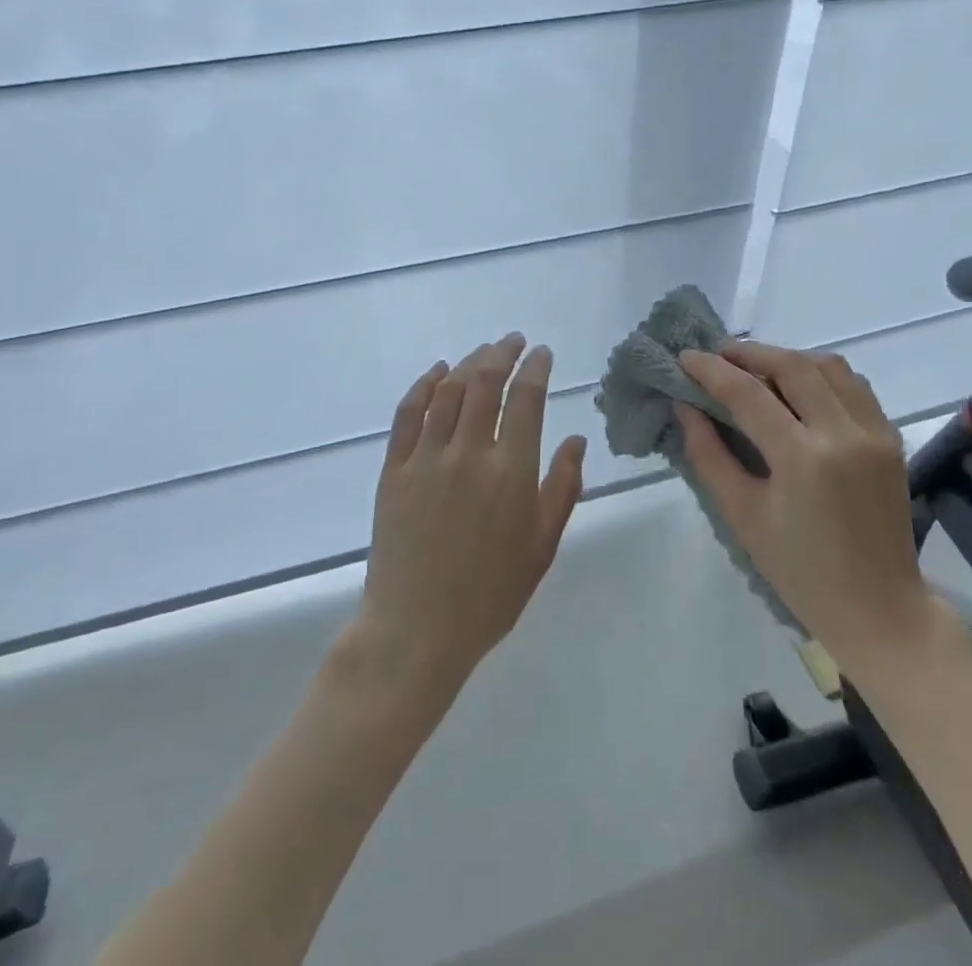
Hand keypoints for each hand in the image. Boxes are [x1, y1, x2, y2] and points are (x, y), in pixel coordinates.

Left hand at [355, 334, 586, 694]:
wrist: (415, 630)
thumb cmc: (489, 596)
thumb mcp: (541, 548)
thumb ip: (562, 488)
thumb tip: (577, 439)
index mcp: (511, 473)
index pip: (526, 399)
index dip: (535, 368)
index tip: (542, 353)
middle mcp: (469, 454)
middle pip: (485, 382)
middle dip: (503, 353)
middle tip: (514, 341)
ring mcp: (426, 458)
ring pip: (448, 390)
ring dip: (468, 362)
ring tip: (483, 352)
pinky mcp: (394, 468)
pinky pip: (408, 413)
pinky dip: (424, 385)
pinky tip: (437, 372)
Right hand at [676, 342, 929, 669]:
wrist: (879, 609)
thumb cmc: (799, 570)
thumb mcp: (741, 515)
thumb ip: (708, 454)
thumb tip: (684, 406)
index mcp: (803, 458)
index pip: (748, 393)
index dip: (711, 369)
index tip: (685, 356)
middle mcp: (844, 433)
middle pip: (792, 365)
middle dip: (749, 352)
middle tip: (717, 355)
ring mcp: (875, 433)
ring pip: (829, 366)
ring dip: (787, 358)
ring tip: (755, 368)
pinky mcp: (891, 438)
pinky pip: (854, 385)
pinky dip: (821, 375)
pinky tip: (798, 388)